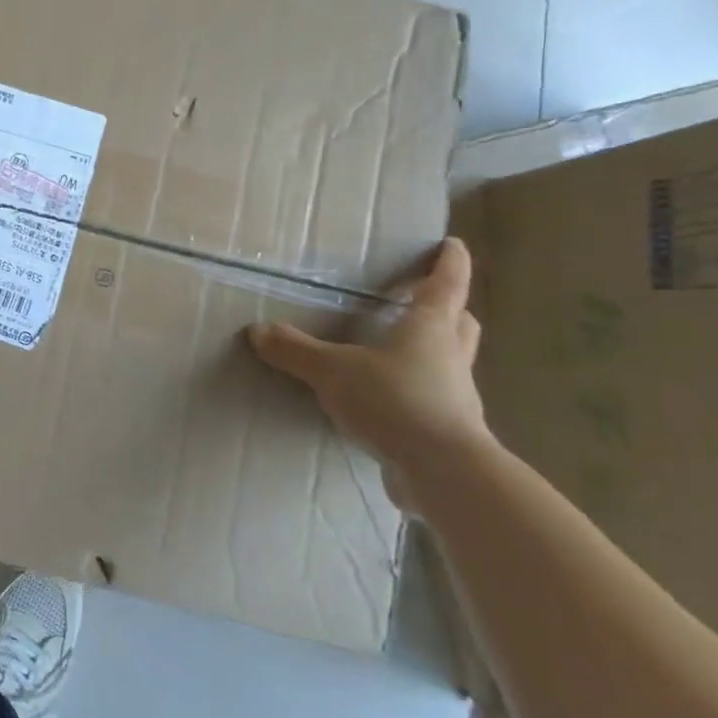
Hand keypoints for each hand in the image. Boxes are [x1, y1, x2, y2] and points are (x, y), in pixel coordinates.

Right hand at [247, 237, 492, 506]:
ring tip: (403, 350)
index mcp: (430, 328)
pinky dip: (421, 392)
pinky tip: (392, 401)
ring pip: (453, 362)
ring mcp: (456, 397)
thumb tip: (258, 330)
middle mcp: (450, 356)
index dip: (450, 262)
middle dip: (449, 308)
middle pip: (460, 323)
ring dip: (438, 350)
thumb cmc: (395, 401)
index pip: (446, 284)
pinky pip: (438, 400)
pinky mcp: (450, 432)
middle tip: (426, 299)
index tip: (453, 245)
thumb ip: (295, 350)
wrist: (444, 473)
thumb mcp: (332, 371)